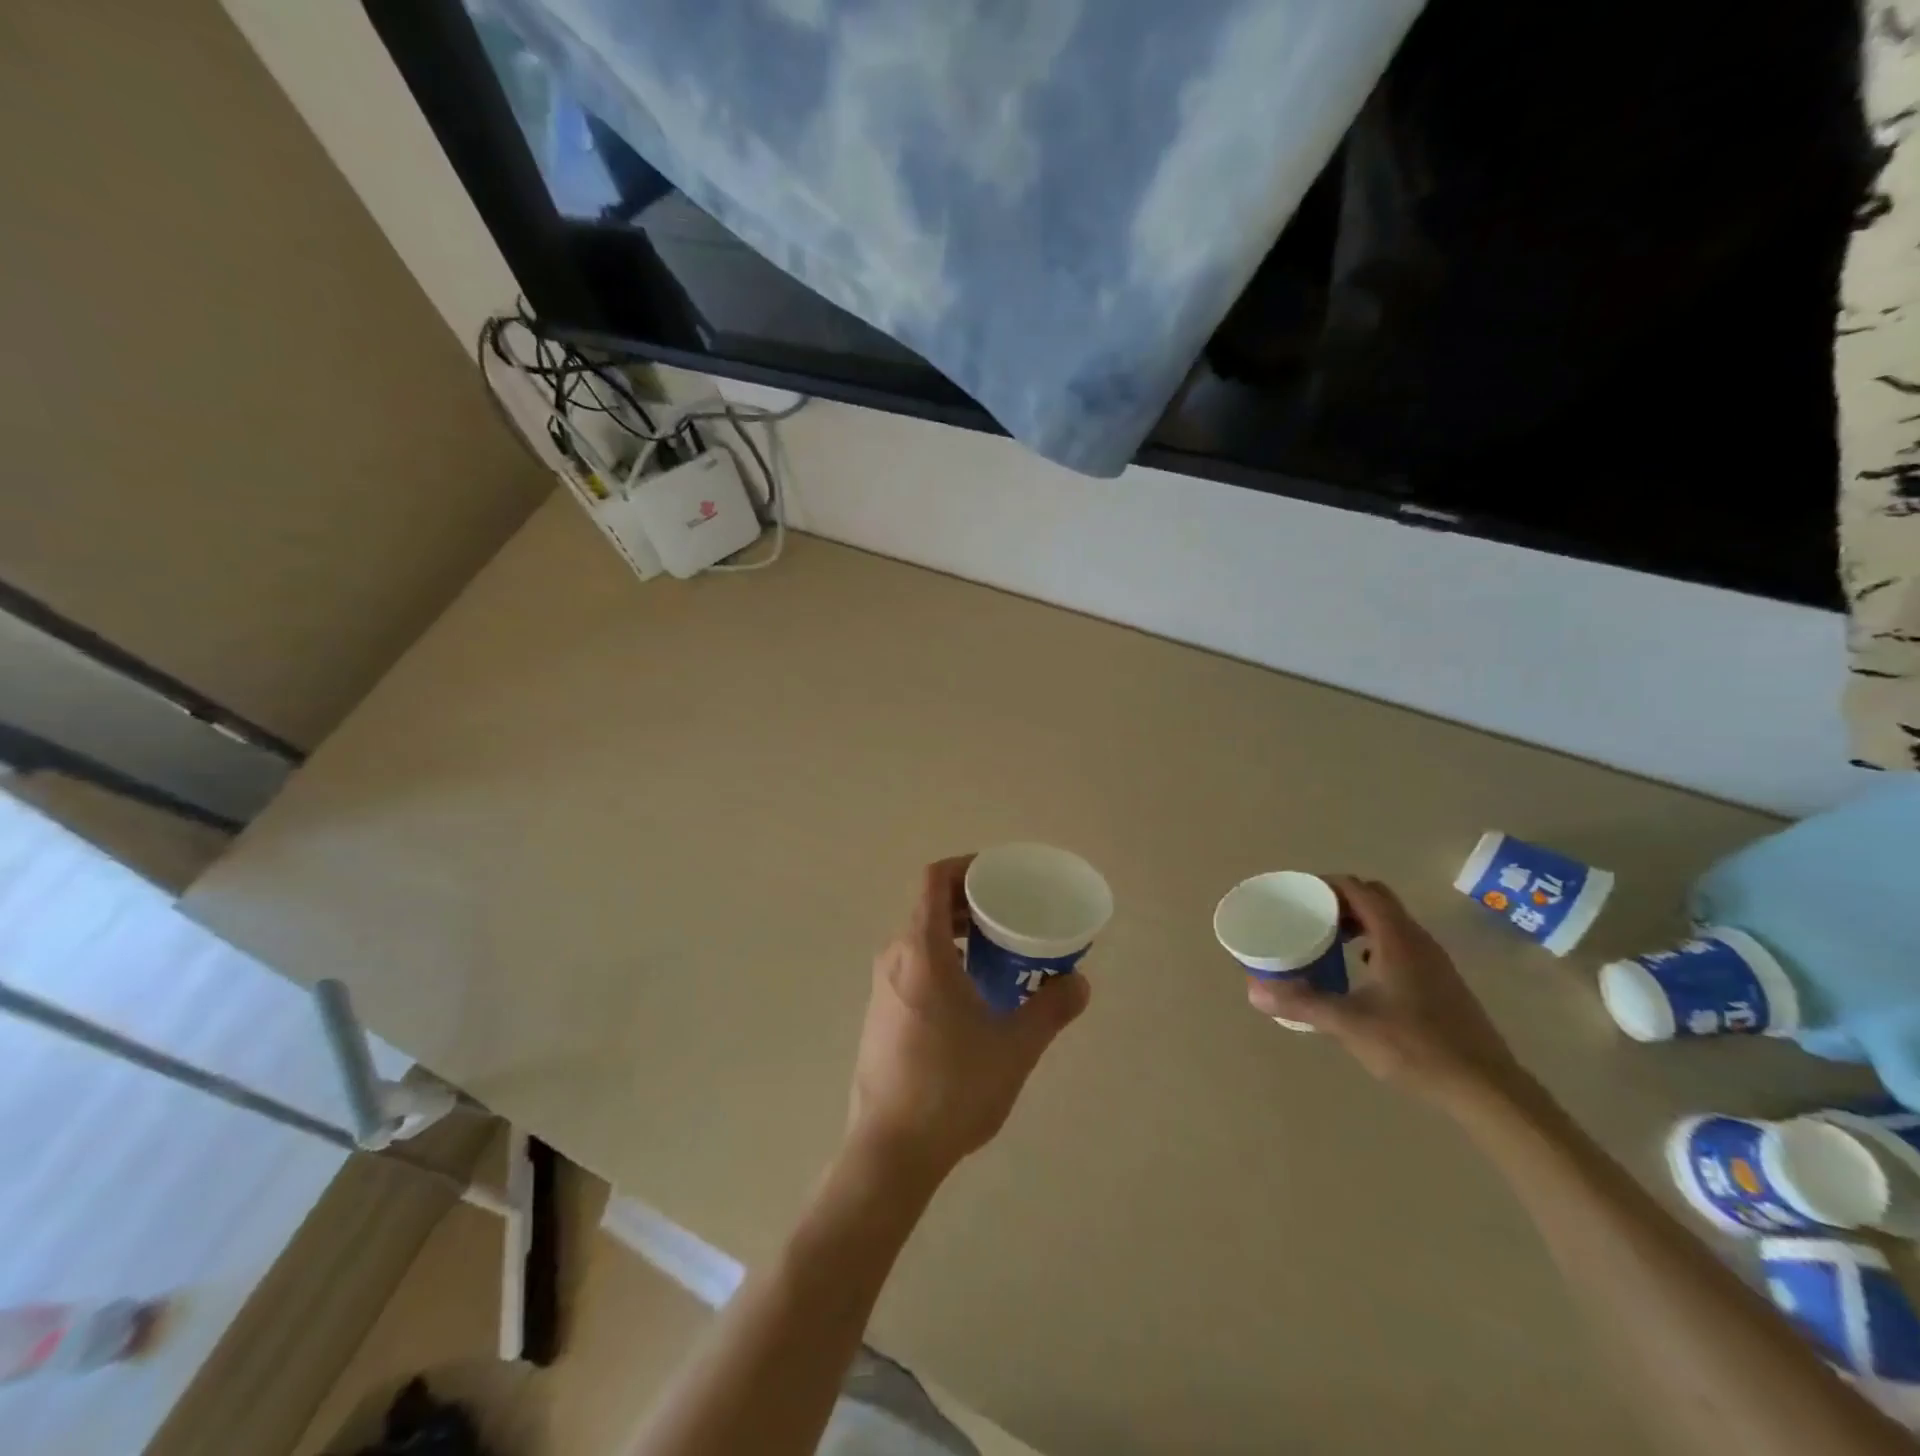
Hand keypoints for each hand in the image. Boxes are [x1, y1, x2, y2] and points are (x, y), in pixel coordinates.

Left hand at [848, 856, 1090, 1181]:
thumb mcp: (1015, 1046)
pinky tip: (972, 994)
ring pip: (920, 937)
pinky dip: (943, 959)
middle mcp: (894, 957)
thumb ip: (1051, 1008)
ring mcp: (882, 986)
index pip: (935, 879)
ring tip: (998, 953)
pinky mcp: (879, 1013)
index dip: (967, 866)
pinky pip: (912, 964)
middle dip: (970, 902)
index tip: (1000, 877)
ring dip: (957, 933)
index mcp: (921, 950)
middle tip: (1010, 916)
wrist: (891, 1150)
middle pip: (929, 906)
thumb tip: (1079, 982)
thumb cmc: (953, 1087)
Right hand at [1247, 875, 1529, 1106]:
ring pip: (1391, 923)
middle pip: (1375, 900)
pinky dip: (1375, 944)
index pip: (1359, 889)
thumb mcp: (1350, 1024)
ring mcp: (1434, 961)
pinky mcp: (1441, 982)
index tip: (1297, 894)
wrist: (1487, 1089)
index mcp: (1396, 938)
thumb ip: (1303, 1003)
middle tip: (1308, 916)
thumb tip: (1255, 991)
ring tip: (1327, 942)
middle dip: (1339, 901)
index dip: (1326, 885)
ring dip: (1358, 923)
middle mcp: (1418, 940)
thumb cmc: (1416, 1047)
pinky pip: (1401, 945)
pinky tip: (1360, 972)